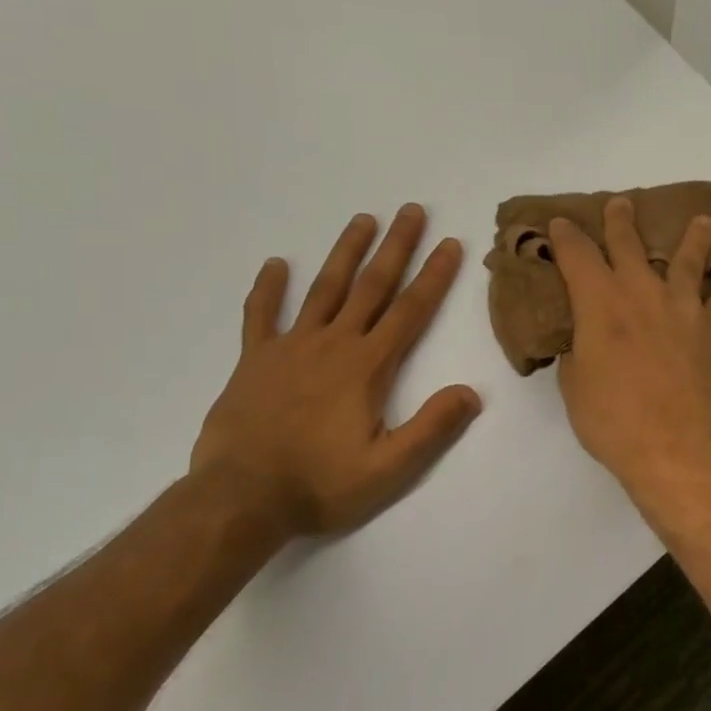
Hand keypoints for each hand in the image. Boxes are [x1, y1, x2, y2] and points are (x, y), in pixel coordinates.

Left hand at [191, 205, 481, 538]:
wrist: (240, 499)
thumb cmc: (320, 484)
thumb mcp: (389, 468)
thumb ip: (432, 427)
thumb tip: (471, 392)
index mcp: (368, 367)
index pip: (410, 311)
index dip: (434, 276)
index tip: (450, 244)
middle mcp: (333, 344)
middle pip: (372, 286)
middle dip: (396, 247)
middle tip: (411, 211)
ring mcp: (290, 347)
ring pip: (325, 289)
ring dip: (346, 253)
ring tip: (362, 219)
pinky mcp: (254, 361)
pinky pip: (261, 316)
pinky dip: (268, 289)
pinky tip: (276, 264)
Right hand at [550, 197, 710, 515]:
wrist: (679, 449)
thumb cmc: (614, 422)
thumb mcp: (575, 387)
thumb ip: (577, 352)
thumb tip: (584, 338)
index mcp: (600, 303)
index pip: (578, 255)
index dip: (566, 236)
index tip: (561, 223)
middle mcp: (643, 293)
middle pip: (630, 244)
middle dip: (621, 221)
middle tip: (621, 203)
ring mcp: (684, 309)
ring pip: (689, 262)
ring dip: (694, 239)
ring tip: (704, 222)